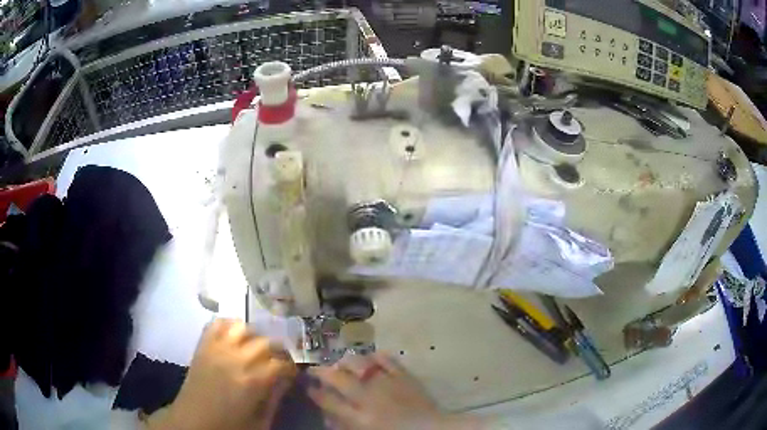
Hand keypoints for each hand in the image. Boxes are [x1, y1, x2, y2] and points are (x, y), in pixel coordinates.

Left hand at [146, 319, 296, 429]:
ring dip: (253, 336)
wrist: (193, 421)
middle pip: (265, 342)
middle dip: (276, 352)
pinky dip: (229, 326)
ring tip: (255, 349)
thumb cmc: (229, 426)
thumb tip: (287, 380)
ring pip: (242, 327)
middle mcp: (235, 359)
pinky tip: (234, 338)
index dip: (290, 368)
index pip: (281, 363)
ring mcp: (216, 349)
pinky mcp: (202, 346)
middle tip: (276, 362)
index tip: (290, 374)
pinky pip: (217, 324)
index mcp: (252, 381)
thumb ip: (276, 399)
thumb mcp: (261, 422)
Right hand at [308, 353, 483, 429]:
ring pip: (360, 365)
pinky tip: (371, 356)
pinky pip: (388, 360)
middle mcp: (368, 397)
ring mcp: (387, 383)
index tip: (309, 387)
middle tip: (315, 369)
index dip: (315, 393)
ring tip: (341, 362)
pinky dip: (378, 356)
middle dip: (322, 372)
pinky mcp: (404, 376)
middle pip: (338, 378)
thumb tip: (328, 416)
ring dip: (347, 362)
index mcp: (358, 416)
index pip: (328, 400)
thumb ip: (345, 425)